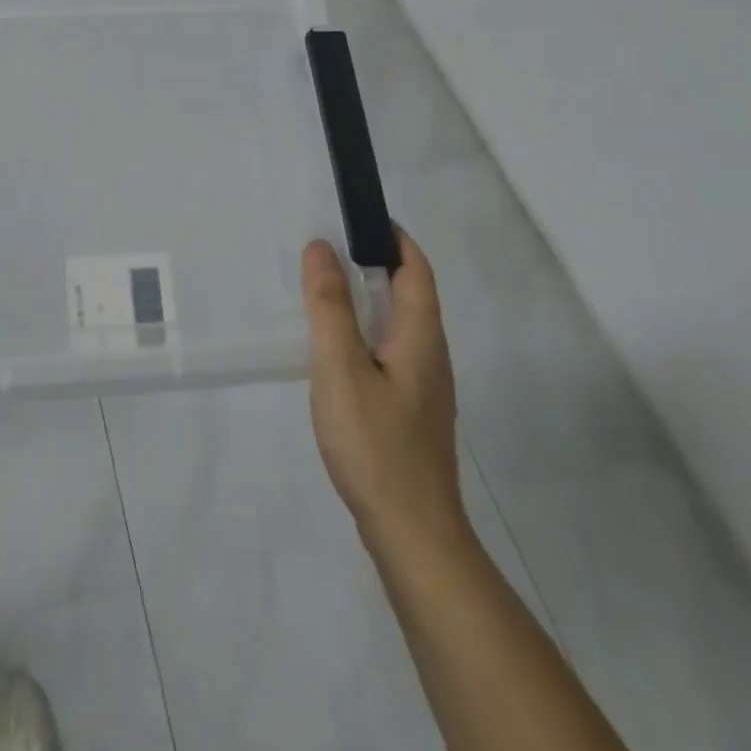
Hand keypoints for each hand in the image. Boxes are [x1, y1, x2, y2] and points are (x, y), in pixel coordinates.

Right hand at [304, 226, 466, 556]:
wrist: (412, 534)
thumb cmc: (375, 444)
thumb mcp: (341, 367)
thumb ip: (330, 306)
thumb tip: (321, 248)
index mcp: (420, 336)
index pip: (415, 269)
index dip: (392, 237)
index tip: (356, 216)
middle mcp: (429, 354)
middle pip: (408, 293)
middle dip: (372, 264)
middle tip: (323, 250)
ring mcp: (422, 386)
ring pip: (395, 325)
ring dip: (365, 299)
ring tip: (321, 291)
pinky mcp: (409, 410)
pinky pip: (387, 351)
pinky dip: (361, 332)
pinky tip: (332, 349)